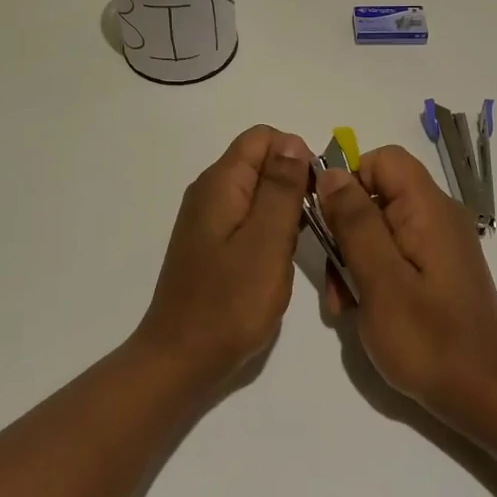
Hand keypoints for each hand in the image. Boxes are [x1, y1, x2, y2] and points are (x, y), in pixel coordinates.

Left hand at [135, 126, 313, 389]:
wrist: (182, 358)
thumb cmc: (229, 302)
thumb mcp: (266, 241)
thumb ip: (281, 188)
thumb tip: (291, 141)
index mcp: (220, 183)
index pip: (263, 137)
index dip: (296, 156)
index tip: (314, 196)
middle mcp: (210, 192)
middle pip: (261, 162)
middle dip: (293, 184)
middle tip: (311, 228)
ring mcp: (208, 219)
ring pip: (258, 192)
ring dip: (284, 211)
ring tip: (296, 248)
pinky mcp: (211, 244)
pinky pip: (248, 218)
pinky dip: (270, 230)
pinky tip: (278, 261)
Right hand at [318, 146, 496, 423]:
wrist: (482, 396)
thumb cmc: (428, 340)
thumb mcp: (380, 279)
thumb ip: (355, 222)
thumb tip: (331, 173)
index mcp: (429, 209)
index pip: (383, 160)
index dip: (350, 180)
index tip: (328, 220)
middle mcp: (437, 216)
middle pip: (378, 193)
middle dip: (345, 228)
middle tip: (334, 278)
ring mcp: (439, 244)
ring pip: (380, 226)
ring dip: (353, 257)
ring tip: (343, 303)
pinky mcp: (437, 269)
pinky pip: (395, 252)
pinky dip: (372, 273)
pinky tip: (361, 309)